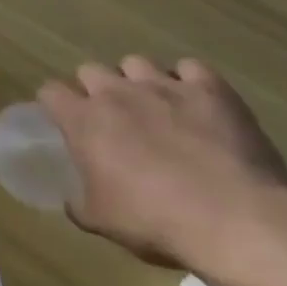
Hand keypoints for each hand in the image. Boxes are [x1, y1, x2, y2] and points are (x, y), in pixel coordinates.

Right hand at [37, 57, 286, 268]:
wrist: (236, 220)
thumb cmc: (156, 221)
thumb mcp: (102, 222)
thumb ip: (79, 203)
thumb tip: (74, 200)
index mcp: (83, 120)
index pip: (50, 91)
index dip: (56, 105)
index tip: (66, 123)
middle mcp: (116, 92)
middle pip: (90, 70)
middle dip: (96, 90)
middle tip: (113, 119)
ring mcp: (164, 86)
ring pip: (136, 63)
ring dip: (138, 81)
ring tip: (155, 107)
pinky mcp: (211, 90)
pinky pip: (191, 68)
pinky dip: (189, 81)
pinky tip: (195, 102)